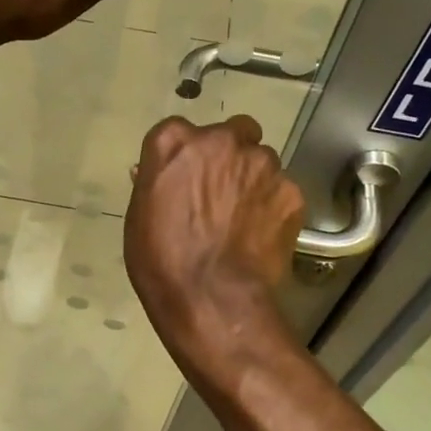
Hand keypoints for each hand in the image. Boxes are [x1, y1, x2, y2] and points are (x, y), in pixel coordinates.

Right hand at [125, 116, 306, 372]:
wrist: (212, 298)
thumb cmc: (161, 261)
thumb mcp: (139, 218)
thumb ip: (155, 184)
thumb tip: (160, 174)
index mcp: (174, 141)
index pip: (180, 132)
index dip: (186, 157)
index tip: (185, 179)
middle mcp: (222, 140)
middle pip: (232, 134)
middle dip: (229, 155)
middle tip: (221, 192)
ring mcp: (262, 163)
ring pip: (262, 161)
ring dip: (253, 180)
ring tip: (244, 218)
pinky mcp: (291, 191)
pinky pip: (282, 191)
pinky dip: (273, 207)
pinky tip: (261, 235)